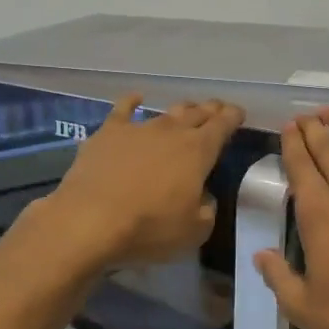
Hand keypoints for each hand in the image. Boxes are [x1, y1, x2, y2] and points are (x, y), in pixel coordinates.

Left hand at [44, 95, 244, 268]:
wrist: (89, 220)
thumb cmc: (149, 227)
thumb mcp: (194, 231)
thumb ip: (206, 210)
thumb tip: (202, 197)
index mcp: (199, 151)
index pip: (223, 125)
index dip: (233, 117)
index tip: (238, 113)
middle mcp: (172, 132)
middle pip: (197, 113)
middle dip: (210, 110)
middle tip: (217, 110)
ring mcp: (139, 128)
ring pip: (166, 112)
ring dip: (181, 110)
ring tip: (187, 110)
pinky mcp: (108, 133)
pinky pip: (124, 109)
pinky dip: (133, 101)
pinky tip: (137, 98)